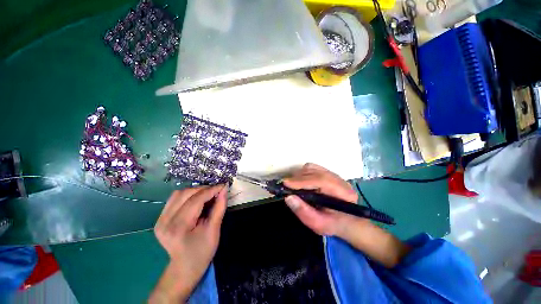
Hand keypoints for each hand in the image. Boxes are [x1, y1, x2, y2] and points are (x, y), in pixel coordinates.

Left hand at [150, 185, 227, 302]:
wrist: (184, 268)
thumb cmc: (202, 252)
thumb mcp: (214, 230)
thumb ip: (219, 207)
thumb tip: (224, 190)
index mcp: (178, 228)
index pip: (195, 200)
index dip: (211, 190)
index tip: (223, 186)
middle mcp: (165, 222)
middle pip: (185, 194)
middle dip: (204, 189)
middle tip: (216, 191)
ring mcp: (159, 220)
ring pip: (179, 194)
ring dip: (196, 191)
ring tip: (207, 195)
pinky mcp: (160, 219)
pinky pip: (175, 199)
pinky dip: (188, 195)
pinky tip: (196, 200)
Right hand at [284, 164, 410, 267]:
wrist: (347, 221)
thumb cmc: (334, 224)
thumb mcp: (318, 224)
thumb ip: (303, 212)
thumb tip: (288, 197)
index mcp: (343, 193)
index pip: (321, 180)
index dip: (302, 181)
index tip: (285, 184)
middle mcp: (340, 180)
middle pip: (315, 172)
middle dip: (297, 178)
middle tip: (285, 186)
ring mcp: (334, 175)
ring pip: (312, 168)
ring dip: (299, 175)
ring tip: (292, 185)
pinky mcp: (329, 173)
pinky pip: (312, 168)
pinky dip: (303, 173)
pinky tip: (300, 181)